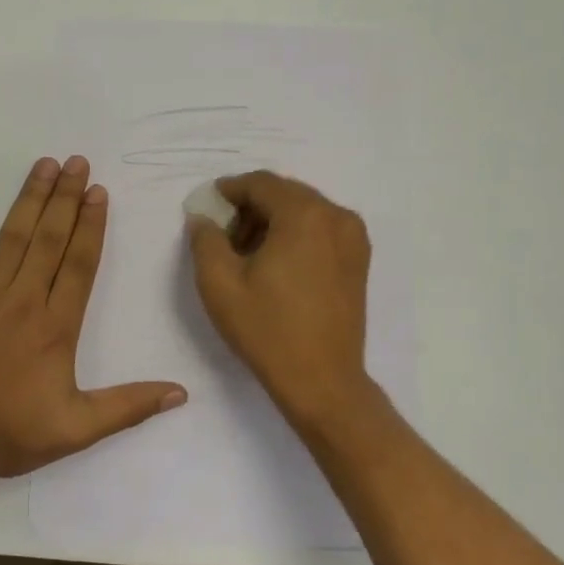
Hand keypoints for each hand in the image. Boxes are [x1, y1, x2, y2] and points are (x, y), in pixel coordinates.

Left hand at [0, 155, 187, 484]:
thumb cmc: (8, 434)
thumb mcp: (76, 430)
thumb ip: (128, 406)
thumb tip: (181, 392)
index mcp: (56, 327)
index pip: (80, 265)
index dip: (92, 226)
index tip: (99, 192)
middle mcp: (23, 301)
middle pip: (50, 239)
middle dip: (66, 199)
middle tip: (78, 162)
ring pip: (13, 237)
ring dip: (30, 198)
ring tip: (46, 164)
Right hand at [187, 171, 373, 426]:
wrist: (322, 381)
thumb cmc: (267, 330)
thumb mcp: (219, 284)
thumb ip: (205, 239)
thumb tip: (204, 218)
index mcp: (304, 214)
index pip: (261, 183)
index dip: (230, 190)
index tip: (208, 205)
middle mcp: (336, 216)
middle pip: (285, 194)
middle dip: (251, 207)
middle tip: (222, 234)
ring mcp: (353, 238)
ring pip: (304, 211)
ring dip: (273, 221)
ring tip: (247, 254)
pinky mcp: (359, 260)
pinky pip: (321, 230)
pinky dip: (295, 235)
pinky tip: (276, 264)